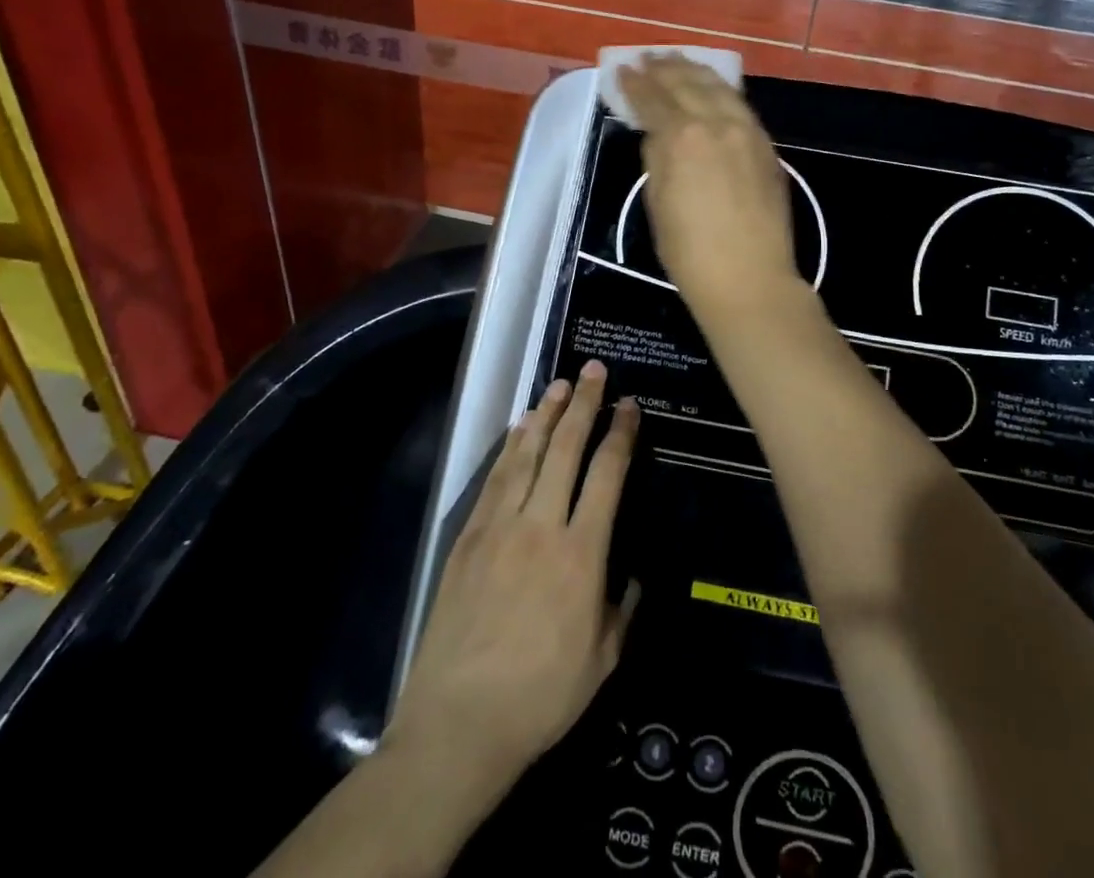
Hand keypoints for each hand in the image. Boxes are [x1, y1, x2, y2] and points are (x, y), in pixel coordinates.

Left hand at [384, 362, 640, 810]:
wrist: (459, 723)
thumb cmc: (541, 697)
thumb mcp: (602, 661)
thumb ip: (623, 609)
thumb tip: (634, 575)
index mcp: (582, 554)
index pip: (607, 475)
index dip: (620, 434)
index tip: (629, 406)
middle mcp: (542, 526)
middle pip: (566, 449)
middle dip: (583, 404)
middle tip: (593, 370)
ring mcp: (500, 527)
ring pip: (527, 454)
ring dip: (544, 414)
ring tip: (557, 384)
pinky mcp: (468, 537)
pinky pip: (494, 480)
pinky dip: (509, 448)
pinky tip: (518, 429)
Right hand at [617, 56, 801, 318]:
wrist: (749, 278)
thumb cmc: (690, 251)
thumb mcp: (658, 203)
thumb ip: (657, 159)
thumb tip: (658, 134)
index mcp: (682, 138)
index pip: (653, 100)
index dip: (634, 84)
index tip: (622, 70)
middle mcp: (716, 123)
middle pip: (686, 84)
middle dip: (664, 68)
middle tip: (648, 57)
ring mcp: (746, 131)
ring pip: (719, 87)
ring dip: (695, 70)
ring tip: (679, 60)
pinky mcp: (766, 146)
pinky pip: (740, 104)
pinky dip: (722, 90)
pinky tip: (714, 88)